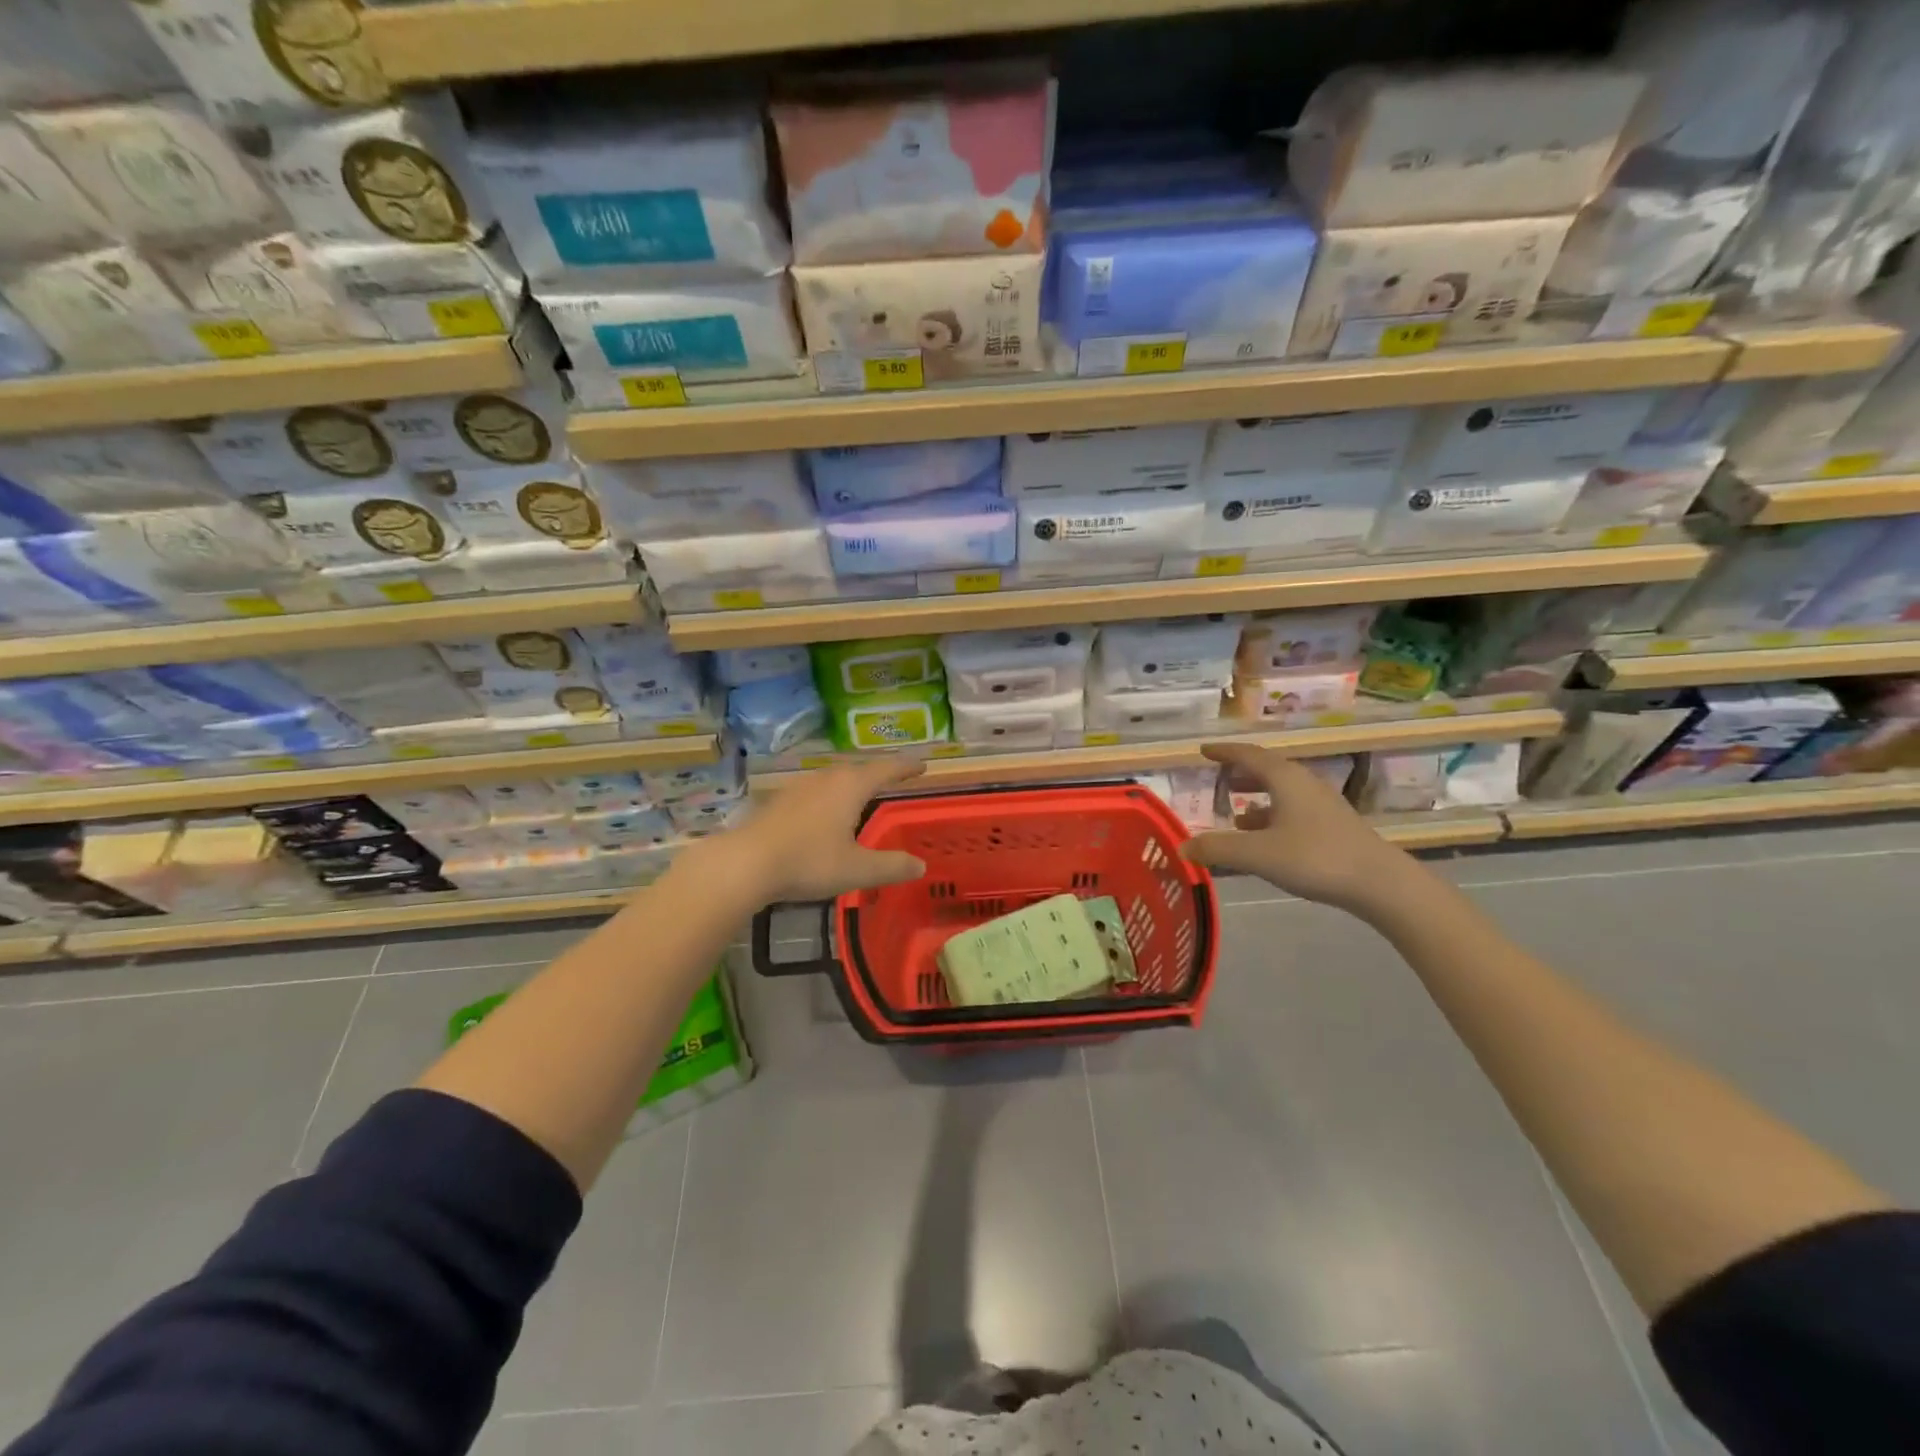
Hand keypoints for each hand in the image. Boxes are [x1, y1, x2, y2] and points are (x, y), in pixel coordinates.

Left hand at [692, 754, 928, 907]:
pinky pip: (814, 792)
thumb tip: (920, 865)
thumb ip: (892, 866)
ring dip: (850, 783)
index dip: (906, 767)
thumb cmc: (809, 861)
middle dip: (877, 773)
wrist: (746, 863)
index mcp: (850, 786)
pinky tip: (824, 814)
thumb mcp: (858, 869)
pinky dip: (829, 797)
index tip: (922, 765)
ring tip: (861, 794)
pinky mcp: (779, 801)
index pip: (886, 769)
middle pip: (858, 769)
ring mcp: (799, 788)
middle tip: (893, 779)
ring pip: (833, 778)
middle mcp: (826, 779)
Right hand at [1180, 742, 1414, 915]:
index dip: (1224, 752)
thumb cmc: (1315, 858)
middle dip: (1241, 773)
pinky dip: (1272, 816)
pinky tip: (1264, 838)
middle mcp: (1304, 784)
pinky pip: (1293, 810)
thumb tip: (1182, 847)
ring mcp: (1322, 805)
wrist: (1380, 883)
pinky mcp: (1333, 826)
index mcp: (1285, 779)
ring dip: (1257, 797)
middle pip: (1267, 770)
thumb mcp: (1258, 854)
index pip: (1248, 755)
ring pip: (1282, 792)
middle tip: (1219, 778)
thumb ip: (1218, 849)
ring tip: (1235, 813)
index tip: (1203, 750)